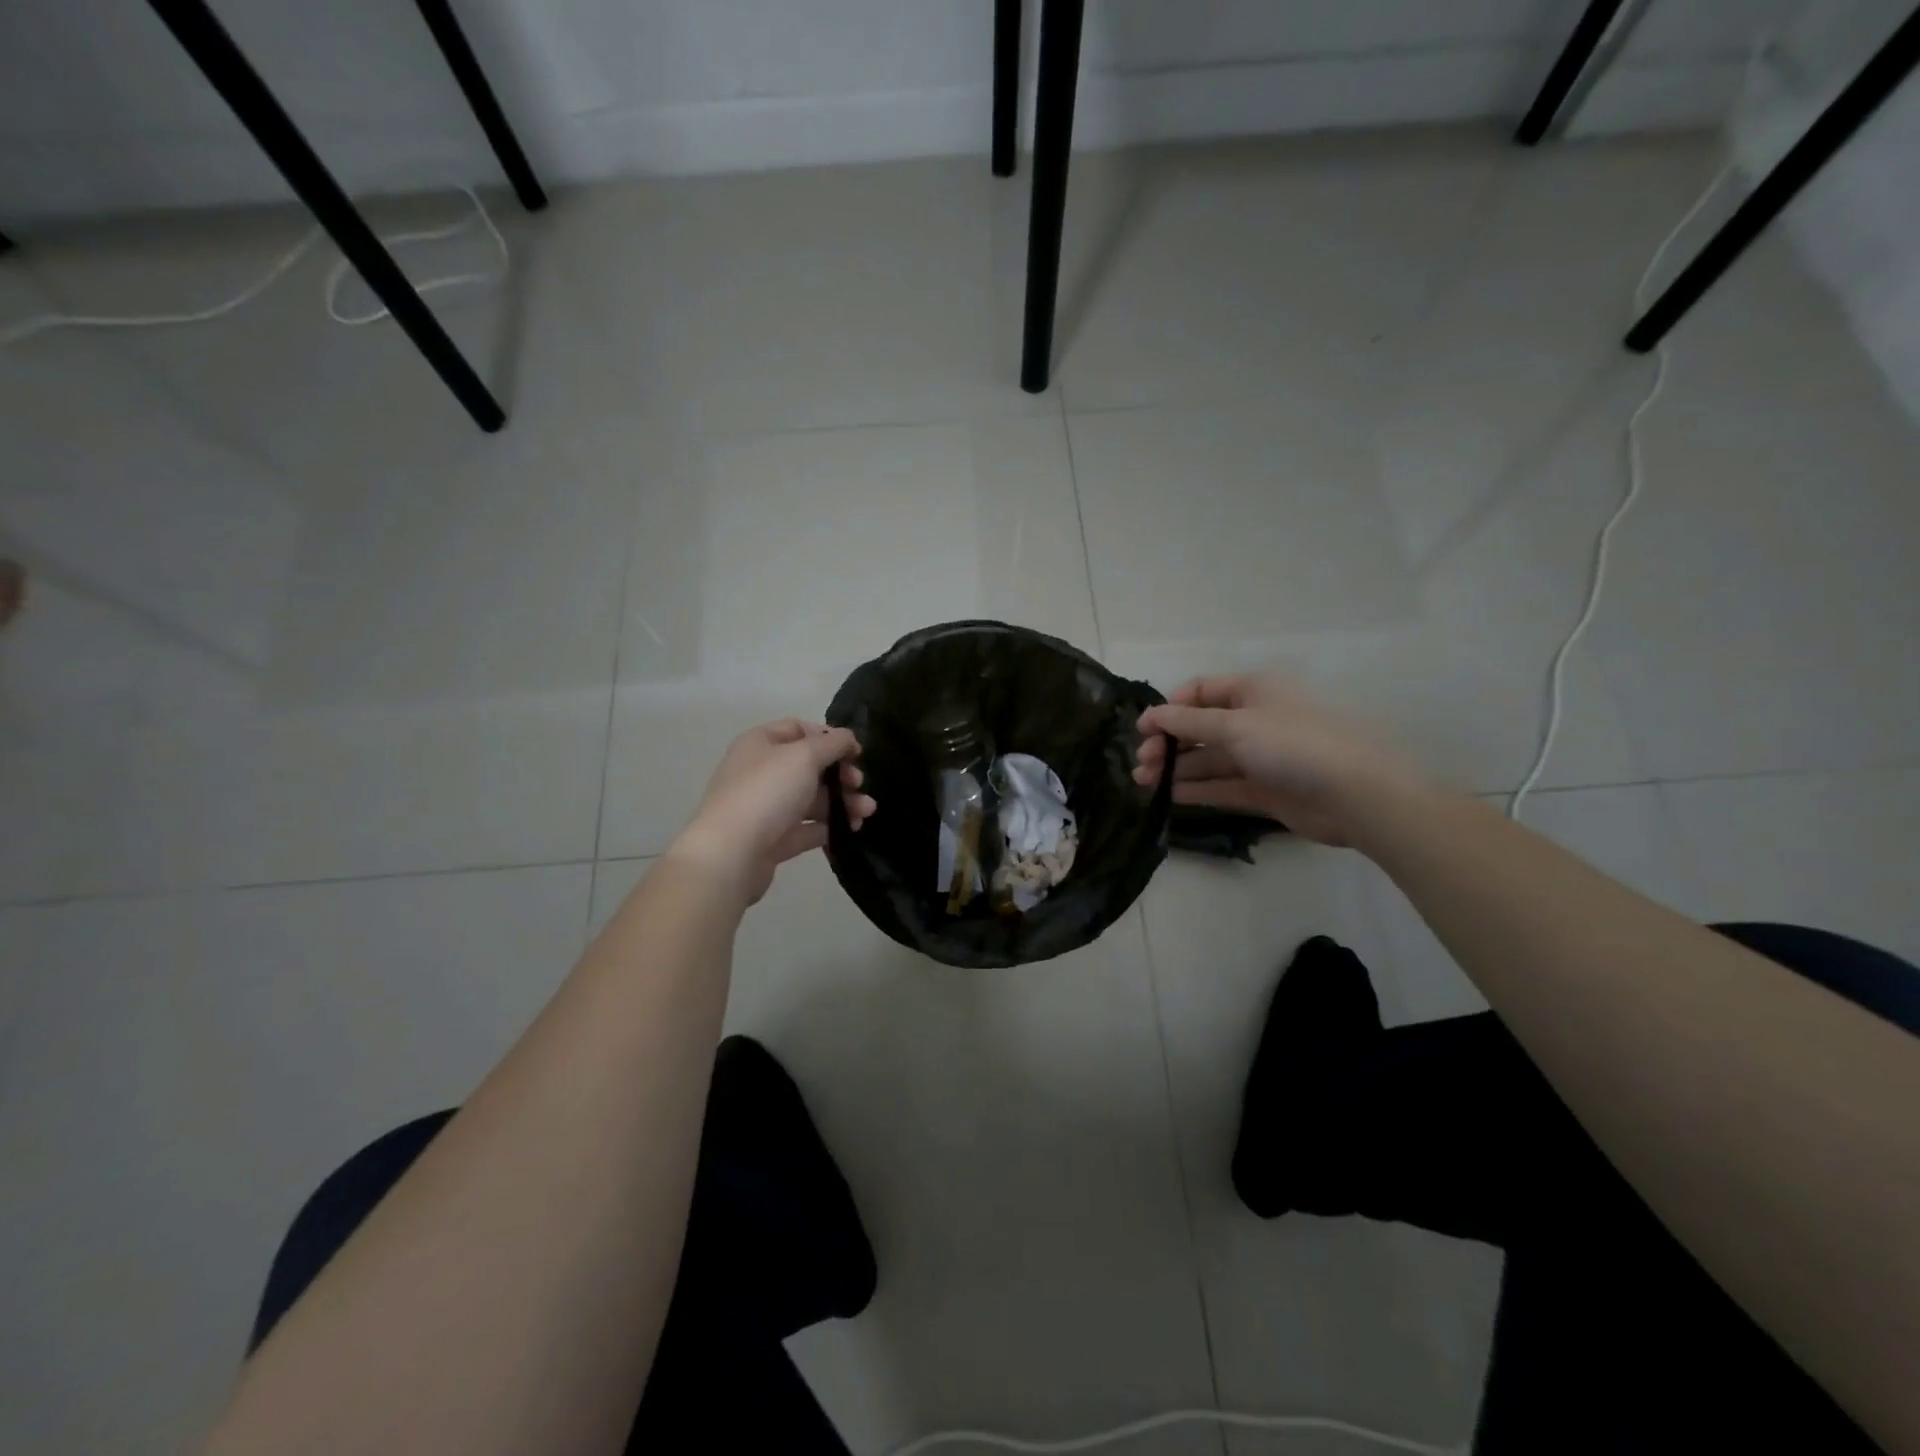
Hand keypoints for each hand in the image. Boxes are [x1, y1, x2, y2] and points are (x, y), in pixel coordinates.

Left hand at [670, 719, 876, 904]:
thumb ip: (833, 743)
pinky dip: (828, 827)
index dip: (829, 737)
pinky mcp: (771, 839)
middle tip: (859, 784)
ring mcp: (765, 807)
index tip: (855, 752)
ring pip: (811, 799)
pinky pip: (805, 828)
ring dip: (842, 802)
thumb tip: (848, 738)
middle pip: (809, 766)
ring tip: (866, 813)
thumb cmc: (767, 792)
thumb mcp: (805, 756)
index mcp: (760, 743)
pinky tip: (850, 831)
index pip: (799, 729)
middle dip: (841, 774)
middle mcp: (760, 771)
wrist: (731, 854)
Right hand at [1132, 675, 1417, 846]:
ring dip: (1176, 767)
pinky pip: (1223, 784)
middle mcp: (1255, 719)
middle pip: (1200, 727)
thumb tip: (1152, 715)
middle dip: (1168, 742)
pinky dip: (1197, 788)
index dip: (1169, 708)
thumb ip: (1187, 722)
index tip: (1143, 731)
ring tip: (1144, 781)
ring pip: (1209, 758)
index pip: (1200, 691)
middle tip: (1142, 762)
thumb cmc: (1291, 745)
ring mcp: (1261, 756)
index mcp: (1252, 691)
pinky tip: (1169, 795)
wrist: (1352, 794)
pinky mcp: (1265, 788)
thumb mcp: (1233, 725)